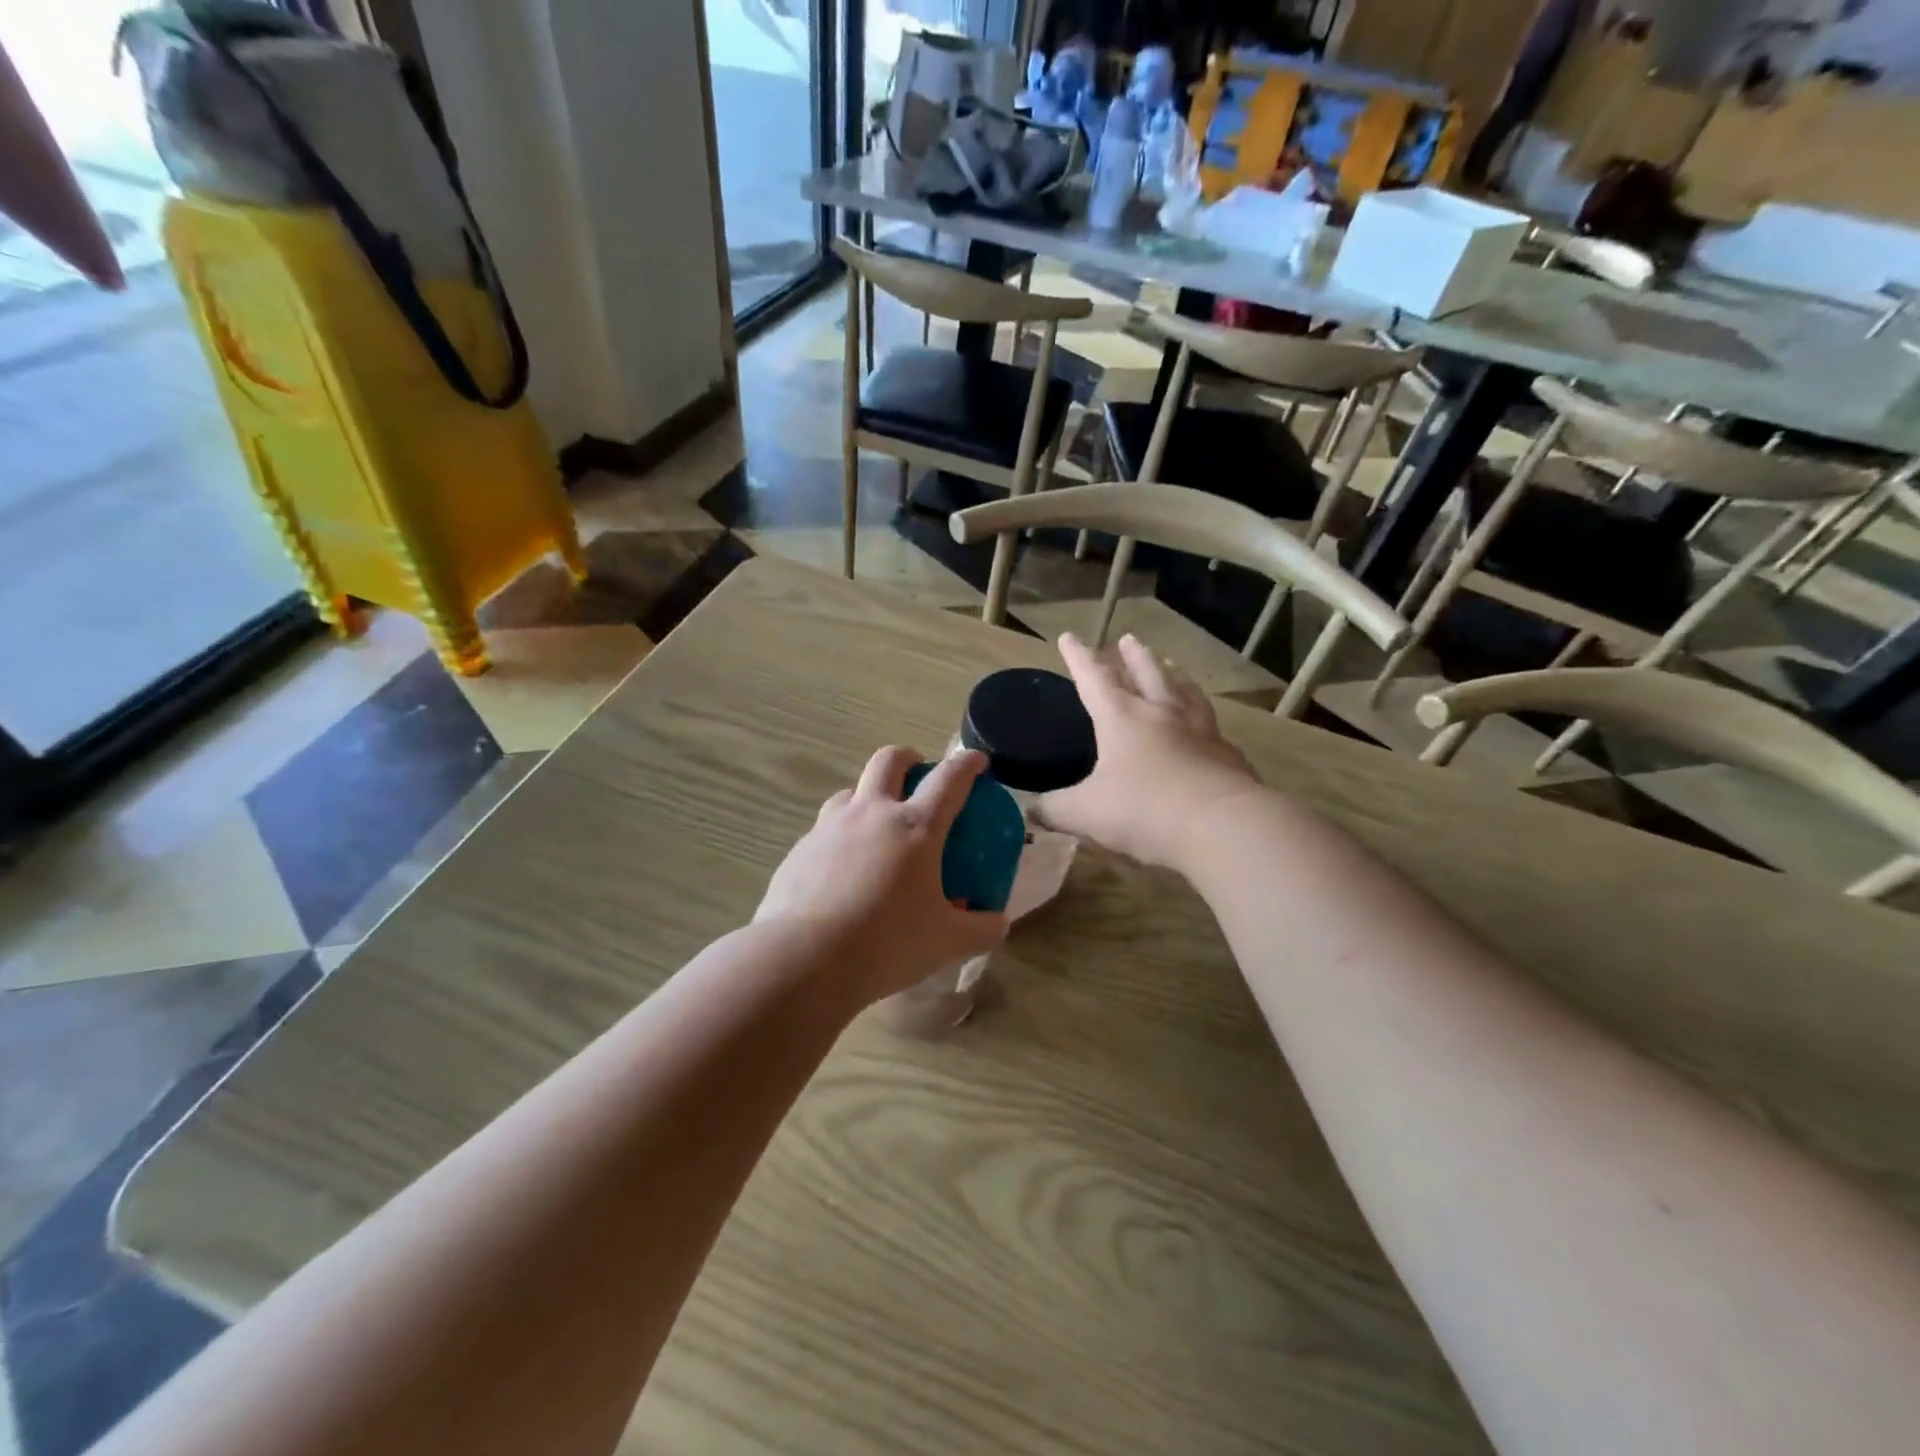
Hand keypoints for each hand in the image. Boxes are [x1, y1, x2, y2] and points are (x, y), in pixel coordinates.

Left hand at [756, 746, 1007, 1005]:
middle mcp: (872, 813)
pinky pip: (824, 829)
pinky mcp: (800, 849)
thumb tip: (999, 923)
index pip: (949, 779)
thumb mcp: (947, 943)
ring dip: (869, 796)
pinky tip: (842, 871)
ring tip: (876, 825)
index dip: (967, 764)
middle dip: (908, 758)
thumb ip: (981, 929)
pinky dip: (840, 836)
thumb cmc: (886, 944)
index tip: (977, 760)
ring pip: (851, 791)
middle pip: (889, 761)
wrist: (803, 959)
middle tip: (918, 773)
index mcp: (915, 827)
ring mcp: (830, 827)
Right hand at [1036, 633, 1260, 872]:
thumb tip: (1032, 810)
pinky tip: (1207, 725)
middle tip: (1129, 640)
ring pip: (1184, 692)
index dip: (1079, 658)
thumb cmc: (1144, 810)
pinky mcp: (1227, 755)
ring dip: (1173, 674)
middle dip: (1133, 657)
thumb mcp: (1085, 813)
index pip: (1094, 679)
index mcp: (1122, 719)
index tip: (1069, 637)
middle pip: (1147, 674)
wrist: (1222, 826)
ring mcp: (1200, 731)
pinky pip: (1212, 727)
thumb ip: (1055, 809)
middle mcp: (1162, 715)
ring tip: (1170, 664)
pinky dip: (1203, 718)